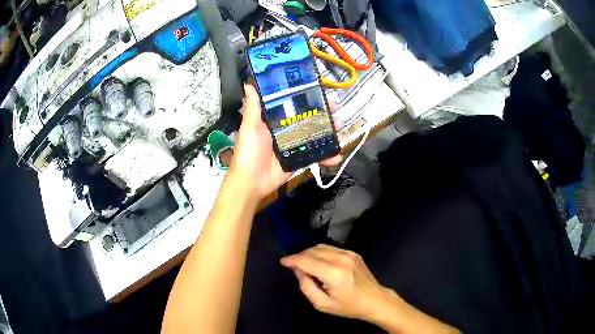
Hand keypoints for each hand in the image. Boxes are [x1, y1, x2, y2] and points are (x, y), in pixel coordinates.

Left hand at [229, 85, 342, 199]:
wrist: (251, 182)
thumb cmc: (249, 151)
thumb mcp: (250, 126)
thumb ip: (253, 107)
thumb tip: (248, 83)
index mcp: (274, 120)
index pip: (293, 105)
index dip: (306, 98)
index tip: (320, 91)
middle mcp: (285, 130)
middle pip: (308, 119)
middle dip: (323, 114)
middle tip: (335, 109)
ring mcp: (293, 146)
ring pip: (315, 136)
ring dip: (329, 132)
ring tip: (340, 127)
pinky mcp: (298, 160)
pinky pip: (315, 156)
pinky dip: (327, 156)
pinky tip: (337, 156)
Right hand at [281, 245, 460, 332]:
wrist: (375, 300)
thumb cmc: (348, 306)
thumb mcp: (322, 304)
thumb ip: (306, 287)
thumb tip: (299, 271)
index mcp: (333, 274)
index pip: (307, 261)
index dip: (292, 260)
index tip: (283, 262)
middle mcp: (341, 259)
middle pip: (313, 251)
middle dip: (300, 256)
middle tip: (293, 266)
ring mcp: (349, 254)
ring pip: (321, 246)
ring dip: (309, 253)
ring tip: (304, 263)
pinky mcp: (353, 253)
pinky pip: (331, 248)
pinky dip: (320, 252)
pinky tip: (318, 262)